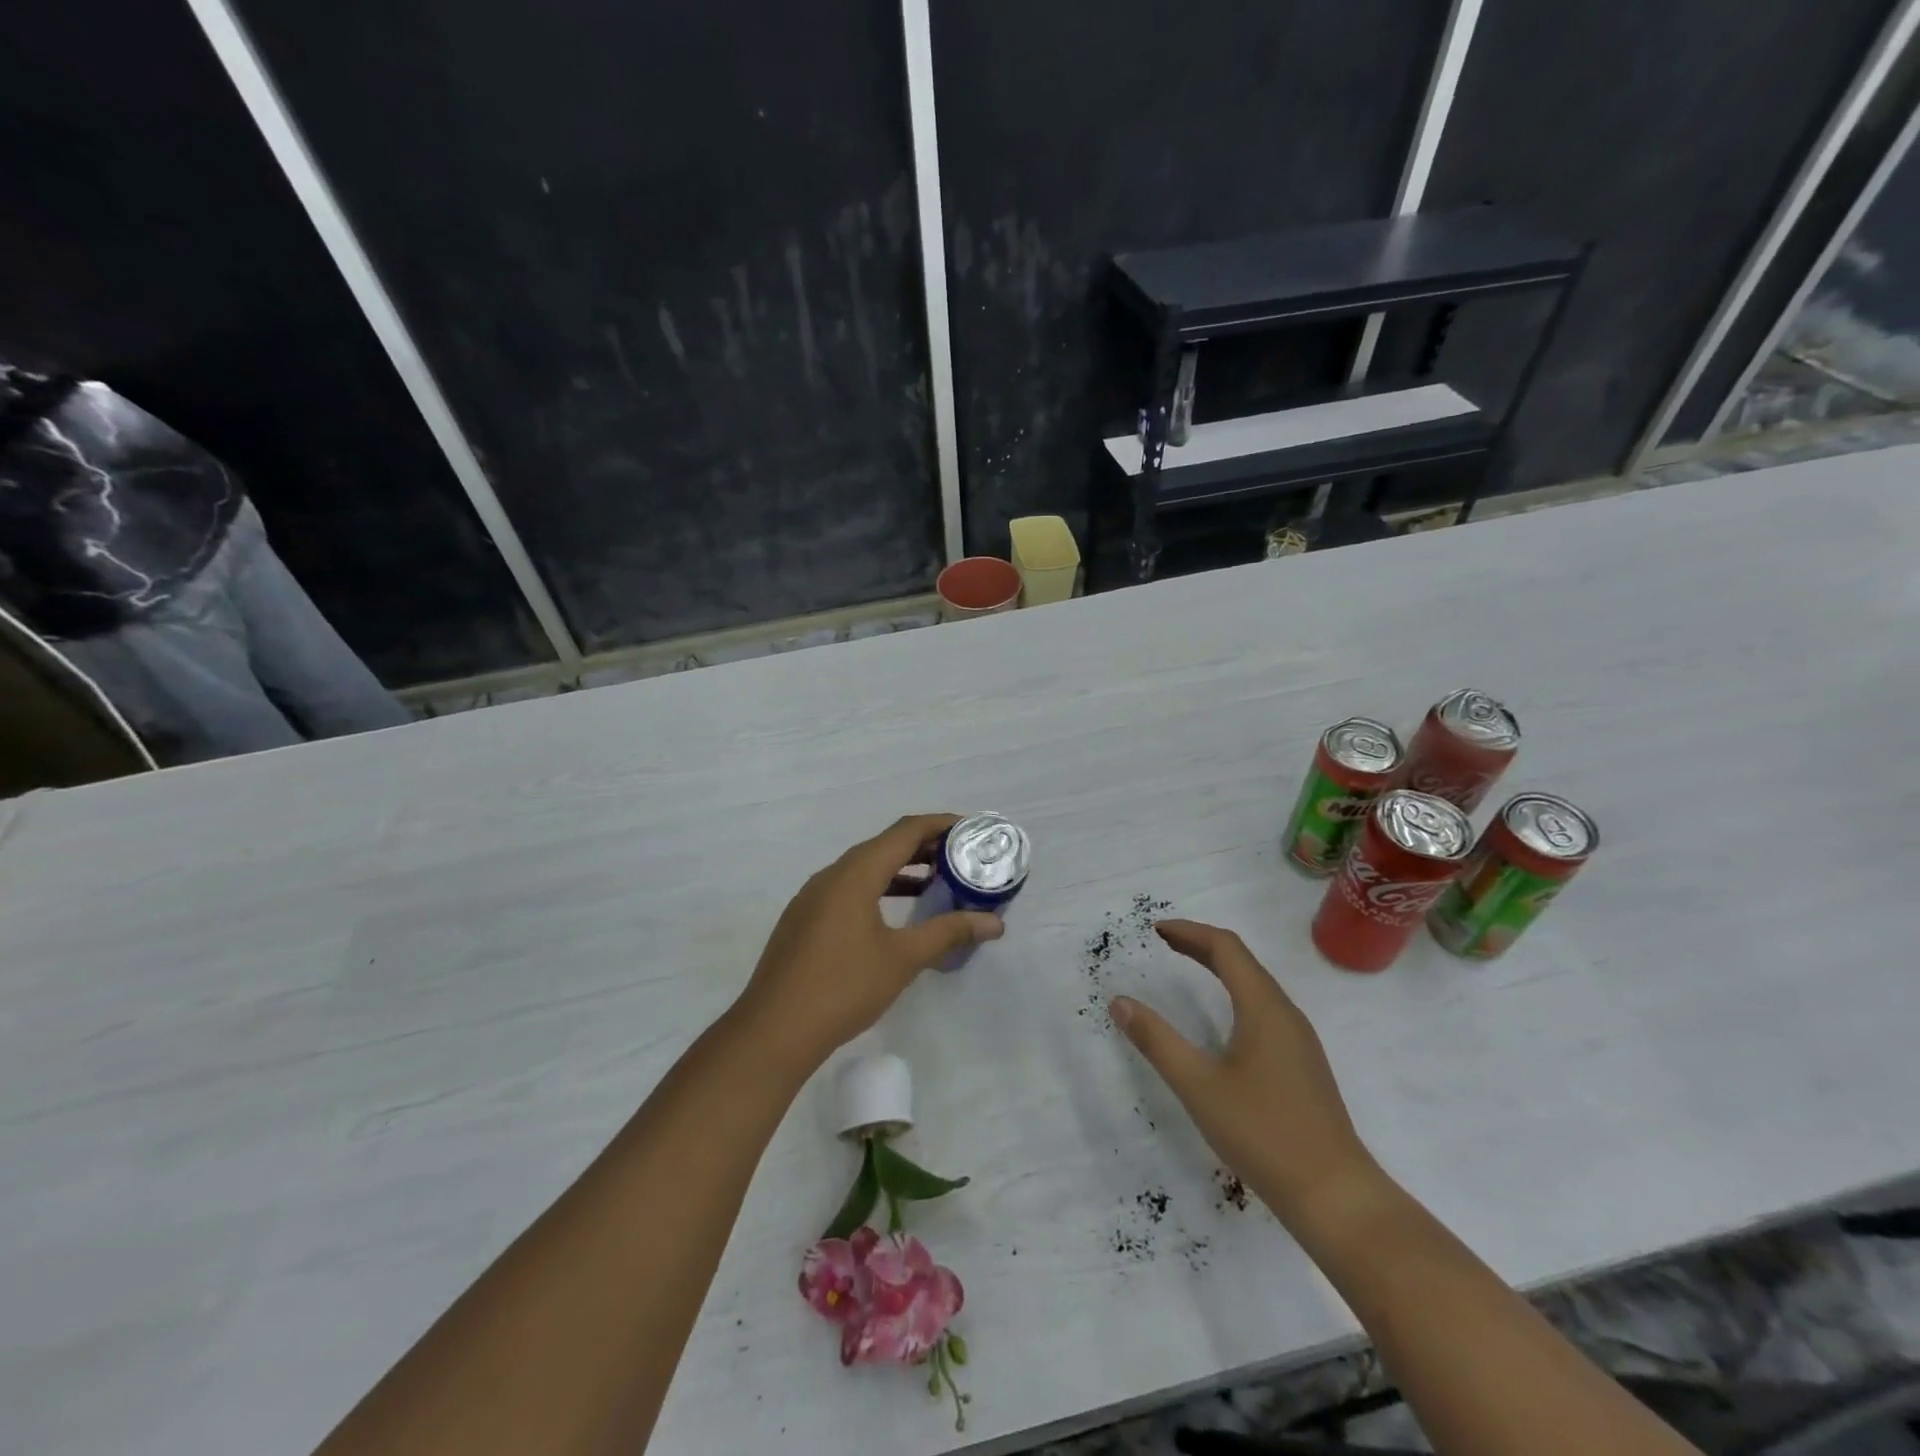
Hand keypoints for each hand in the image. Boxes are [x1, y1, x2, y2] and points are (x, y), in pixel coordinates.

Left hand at [732, 814, 1003, 1073]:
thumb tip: (995, 922)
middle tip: (960, 858)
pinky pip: (848, 888)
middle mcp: (831, 875)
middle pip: (883, 845)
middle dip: (923, 847)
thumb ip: (948, 932)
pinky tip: (894, 914)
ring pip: (864, 868)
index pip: (904, 831)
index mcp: (855, 874)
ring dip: (900, 869)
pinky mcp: (804, 919)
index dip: (939, 825)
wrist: (774, 1030)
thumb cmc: (844, 987)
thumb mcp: (903, 958)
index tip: (971, 830)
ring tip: (936, 882)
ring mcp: (812, 897)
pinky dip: (877, 888)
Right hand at [1111, 920, 1381, 1226]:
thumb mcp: (1198, 1086)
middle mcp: (1286, 1013)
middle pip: (1242, 961)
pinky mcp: (1302, 1063)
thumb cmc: (1263, 1133)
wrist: (1335, 1195)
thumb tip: (1119, 1002)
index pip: (1226, 948)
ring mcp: (1299, 1040)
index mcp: (1263, 1008)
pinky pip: (1264, 1007)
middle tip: (1164, 942)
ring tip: (1187, 966)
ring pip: (1256, 984)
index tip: (1156, 930)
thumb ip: (1157, 1041)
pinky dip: (1234, 992)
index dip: (1190, 932)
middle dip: (1201, 944)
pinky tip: (1223, 1017)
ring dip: (1220, 967)